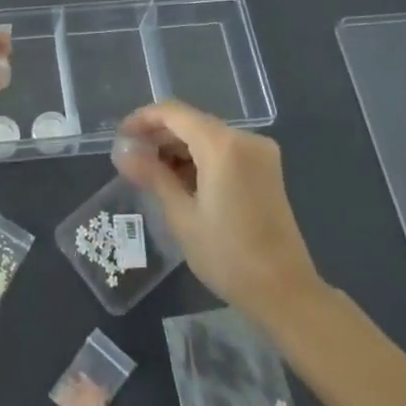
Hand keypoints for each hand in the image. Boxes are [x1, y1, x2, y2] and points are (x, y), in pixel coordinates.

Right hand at [111, 100, 323, 318]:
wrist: (285, 292)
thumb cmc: (228, 255)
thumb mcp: (181, 216)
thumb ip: (151, 175)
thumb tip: (121, 151)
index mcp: (223, 145)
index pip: (173, 114)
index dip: (143, 119)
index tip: (120, 138)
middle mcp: (245, 138)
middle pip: (192, 122)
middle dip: (159, 137)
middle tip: (131, 160)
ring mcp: (260, 153)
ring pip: (207, 136)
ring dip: (178, 150)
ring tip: (151, 175)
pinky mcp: (266, 170)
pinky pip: (224, 151)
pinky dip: (200, 159)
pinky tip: (181, 182)